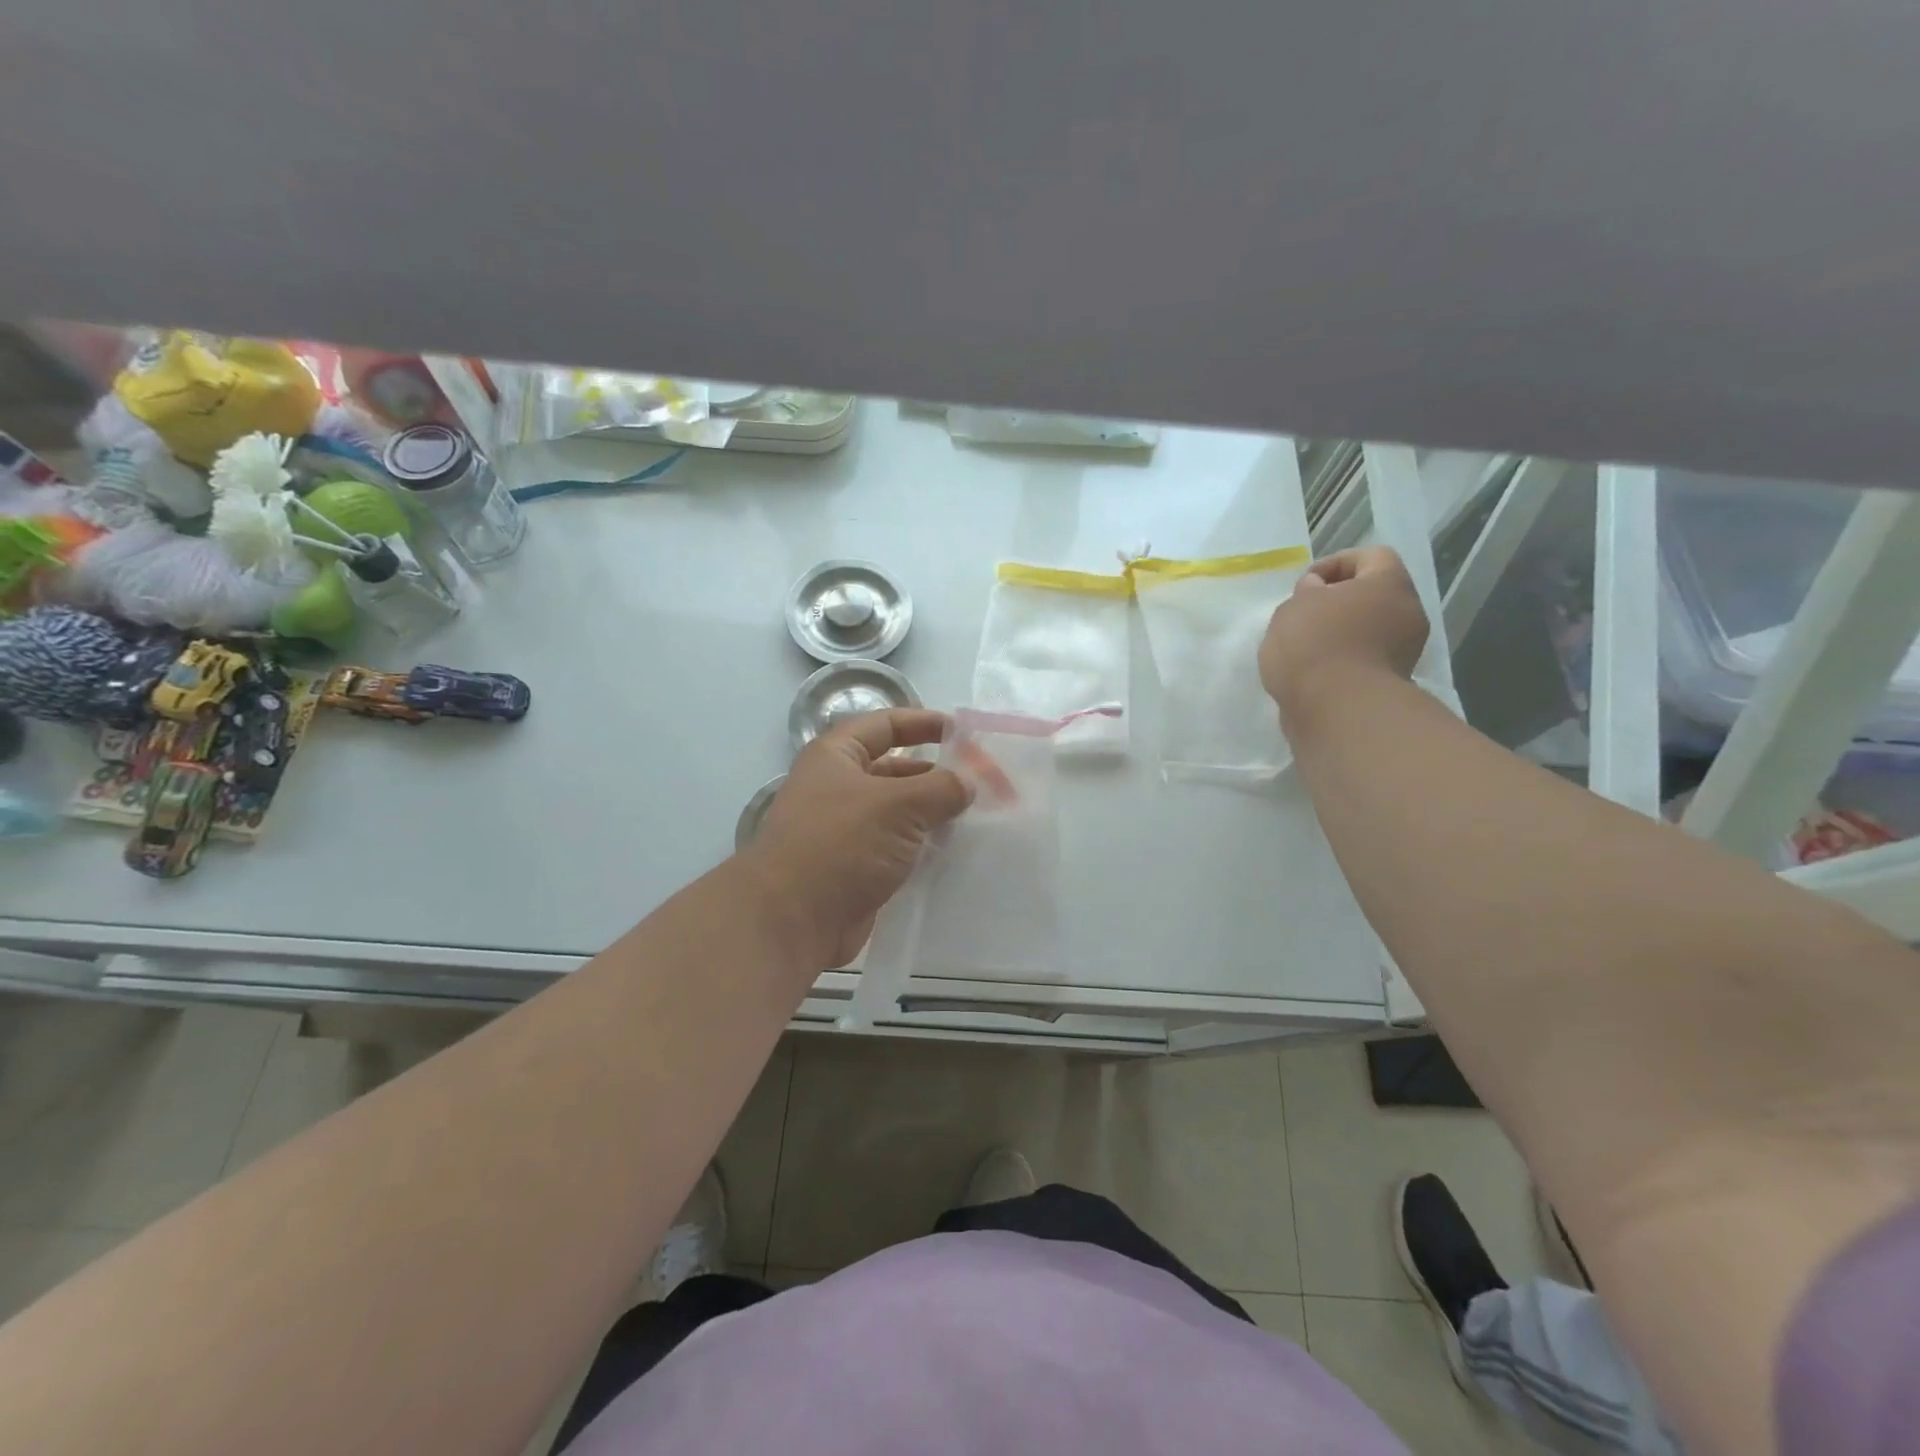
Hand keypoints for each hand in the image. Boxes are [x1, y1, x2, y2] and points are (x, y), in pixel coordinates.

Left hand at [741, 709, 972, 969]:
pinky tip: (957, 851)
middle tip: (983, 784)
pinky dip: (924, 847)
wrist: (793, 920)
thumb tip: (967, 783)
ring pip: (899, 812)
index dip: (924, 723)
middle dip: (937, 774)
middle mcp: (838, 787)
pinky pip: (897, 848)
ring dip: (934, 814)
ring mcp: (846, 830)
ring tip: (978, 817)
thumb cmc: (842, 844)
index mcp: (836, 756)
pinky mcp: (856, 867)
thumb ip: (941, 788)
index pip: (885, 725)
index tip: (963, 733)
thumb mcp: (898, 805)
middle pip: (896, 770)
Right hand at [1259, 547, 1429, 717]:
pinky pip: (1365, 658)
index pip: (1371, 556)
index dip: (1335, 563)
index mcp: (1390, 583)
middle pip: (1374, 594)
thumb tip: (1319, 592)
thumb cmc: (1314, 644)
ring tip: (1304, 646)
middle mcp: (1408, 612)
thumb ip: (1307, 592)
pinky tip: (1314, 671)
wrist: (1336, 709)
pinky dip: (1342, 660)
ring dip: (1340, 632)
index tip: (1305, 584)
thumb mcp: (1295, 605)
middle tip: (1304, 613)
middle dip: (1338, 601)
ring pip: (1370, 628)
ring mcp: (1405, 651)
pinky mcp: (1391, 682)